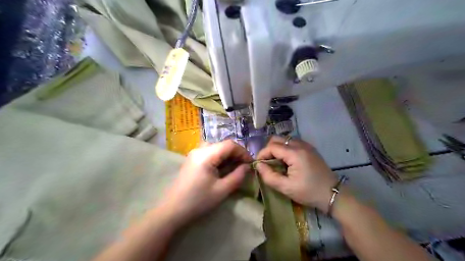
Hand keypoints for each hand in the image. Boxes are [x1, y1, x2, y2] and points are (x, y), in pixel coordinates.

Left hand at [161, 140, 253, 225]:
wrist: (172, 210)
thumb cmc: (198, 201)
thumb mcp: (222, 190)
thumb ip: (237, 176)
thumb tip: (247, 166)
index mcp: (206, 155)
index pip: (230, 145)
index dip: (243, 152)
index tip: (251, 163)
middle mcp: (199, 149)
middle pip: (223, 144)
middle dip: (236, 154)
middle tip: (244, 167)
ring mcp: (194, 153)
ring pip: (217, 148)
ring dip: (228, 156)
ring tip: (235, 168)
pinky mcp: (192, 159)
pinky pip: (210, 153)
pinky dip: (219, 158)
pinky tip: (223, 169)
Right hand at [258, 136, 337, 212]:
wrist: (333, 194)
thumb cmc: (309, 192)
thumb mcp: (286, 188)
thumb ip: (269, 176)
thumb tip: (258, 165)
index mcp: (295, 153)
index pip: (272, 146)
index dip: (262, 154)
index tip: (258, 165)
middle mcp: (300, 145)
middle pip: (277, 139)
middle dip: (268, 149)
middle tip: (266, 163)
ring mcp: (306, 145)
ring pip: (284, 140)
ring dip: (276, 148)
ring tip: (275, 162)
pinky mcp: (309, 148)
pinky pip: (292, 143)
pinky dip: (285, 148)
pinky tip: (286, 161)